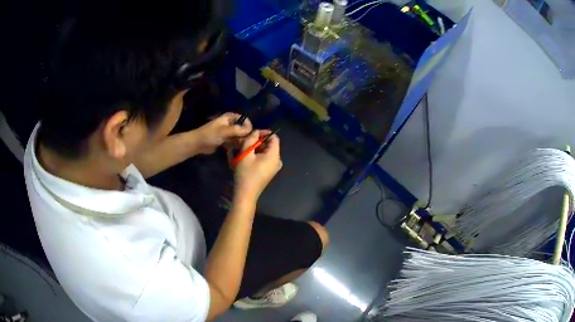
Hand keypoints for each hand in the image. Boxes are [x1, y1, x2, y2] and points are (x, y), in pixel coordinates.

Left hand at [191, 113, 251, 154]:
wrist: (198, 144)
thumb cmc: (209, 135)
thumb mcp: (223, 131)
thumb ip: (237, 130)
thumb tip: (250, 129)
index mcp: (230, 117)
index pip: (244, 119)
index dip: (248, 125)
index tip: (249, 133)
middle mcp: (231, 123)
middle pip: (243, 128)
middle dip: (245, 135)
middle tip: (244, 142)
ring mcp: (229, 132)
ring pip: (240, 136)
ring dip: (241, 141)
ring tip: (240, 146)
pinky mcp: (226, 140)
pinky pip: (235, 142)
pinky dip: (236, 145)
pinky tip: (236, 149)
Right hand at [234, 130, 281, 198]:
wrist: (246, 193)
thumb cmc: (245, 173)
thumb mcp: (246, 153)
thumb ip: (251, 139)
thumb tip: (255, 132)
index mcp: (274, 155)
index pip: (274, 138)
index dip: (264, 133)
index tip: (253, 134)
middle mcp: (278, 160)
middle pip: (270, 145)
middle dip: (258, 141)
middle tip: (246, 141)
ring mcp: (274, 167)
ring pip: (267, 151)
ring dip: (256, 148)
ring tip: (244, 149)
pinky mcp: (270, 171)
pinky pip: (266, 158)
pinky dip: (258, 155)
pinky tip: (248, 158)